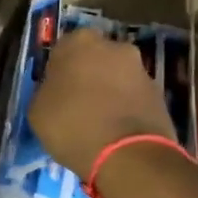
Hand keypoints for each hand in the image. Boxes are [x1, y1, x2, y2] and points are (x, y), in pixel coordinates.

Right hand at [29, 28, 175, 175]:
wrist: (129, 155)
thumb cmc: (73, 125)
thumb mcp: (38, 111)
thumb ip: (46, 92)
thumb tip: (56, 93)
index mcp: (78, 42)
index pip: (62, 50)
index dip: (58, 72)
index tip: (55, 92)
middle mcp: (113, 46)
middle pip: (94, 59)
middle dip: (87, 76)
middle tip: (77, 105)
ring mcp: (141, 69)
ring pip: (116, 77)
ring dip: (109, 92)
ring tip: (99, 123)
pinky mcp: (160, 94)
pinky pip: (134, 97)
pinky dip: (126, 108)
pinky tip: (117, 132)